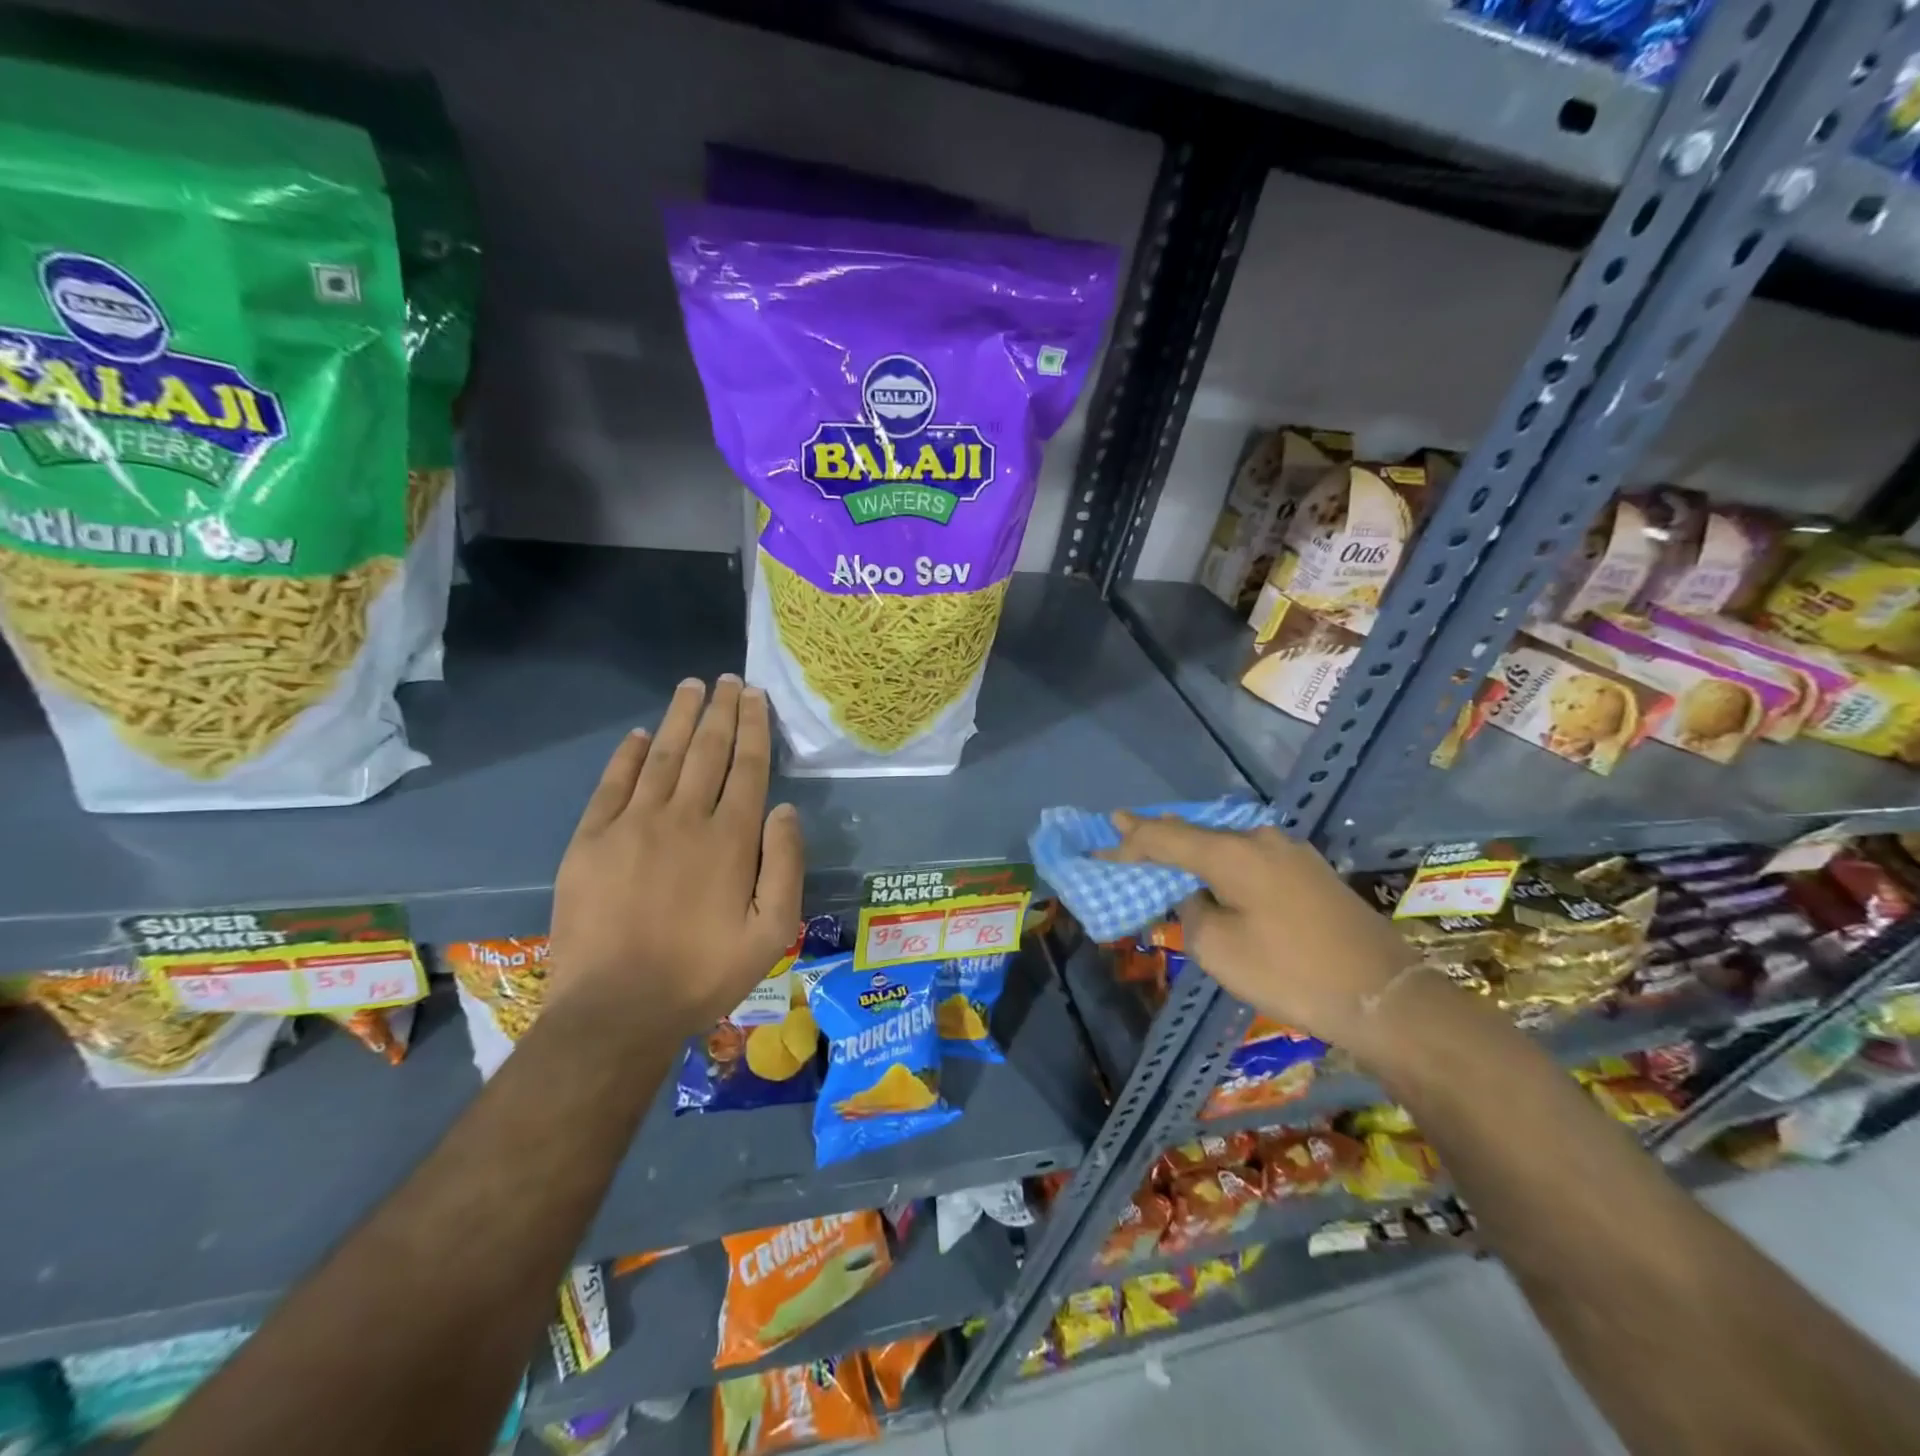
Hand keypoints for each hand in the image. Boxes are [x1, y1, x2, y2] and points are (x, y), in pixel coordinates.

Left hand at [548, 676, 803, 1039]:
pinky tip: (642, 735)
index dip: (753, 727)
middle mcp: (684, 818)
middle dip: (721, 711)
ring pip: (663, 756)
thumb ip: (786, 866)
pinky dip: (629, 754)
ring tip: (692, 687)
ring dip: (681, 718)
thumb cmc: (703, 974)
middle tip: (728, 680)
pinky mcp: (591, 841)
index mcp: (731, 839)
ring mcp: (632, 825)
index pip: (747, 767)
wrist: (616, 1010)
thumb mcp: (772, 933)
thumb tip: (784, 809)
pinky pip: (613, 783)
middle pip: (707, 751)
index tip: (755, 696)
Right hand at [1100, 813, 1424, 1053]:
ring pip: (1225, 842)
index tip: (1099, 844)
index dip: (1128, 842)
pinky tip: (1213, 871)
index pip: (1164, 838)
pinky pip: (1250, 856)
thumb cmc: (1290, 974)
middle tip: (1124, 832)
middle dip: (1157, 835)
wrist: (1386, 998)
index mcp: (1232, 853)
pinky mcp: (1310, 871)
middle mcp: (1260, 839)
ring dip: (1192, 849)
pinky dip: (1222, 861)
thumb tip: (1196, 895)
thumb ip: (1191, 912)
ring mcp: (1291, 852)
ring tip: (1163, 850)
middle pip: (1195, 831)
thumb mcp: (1218, 950)